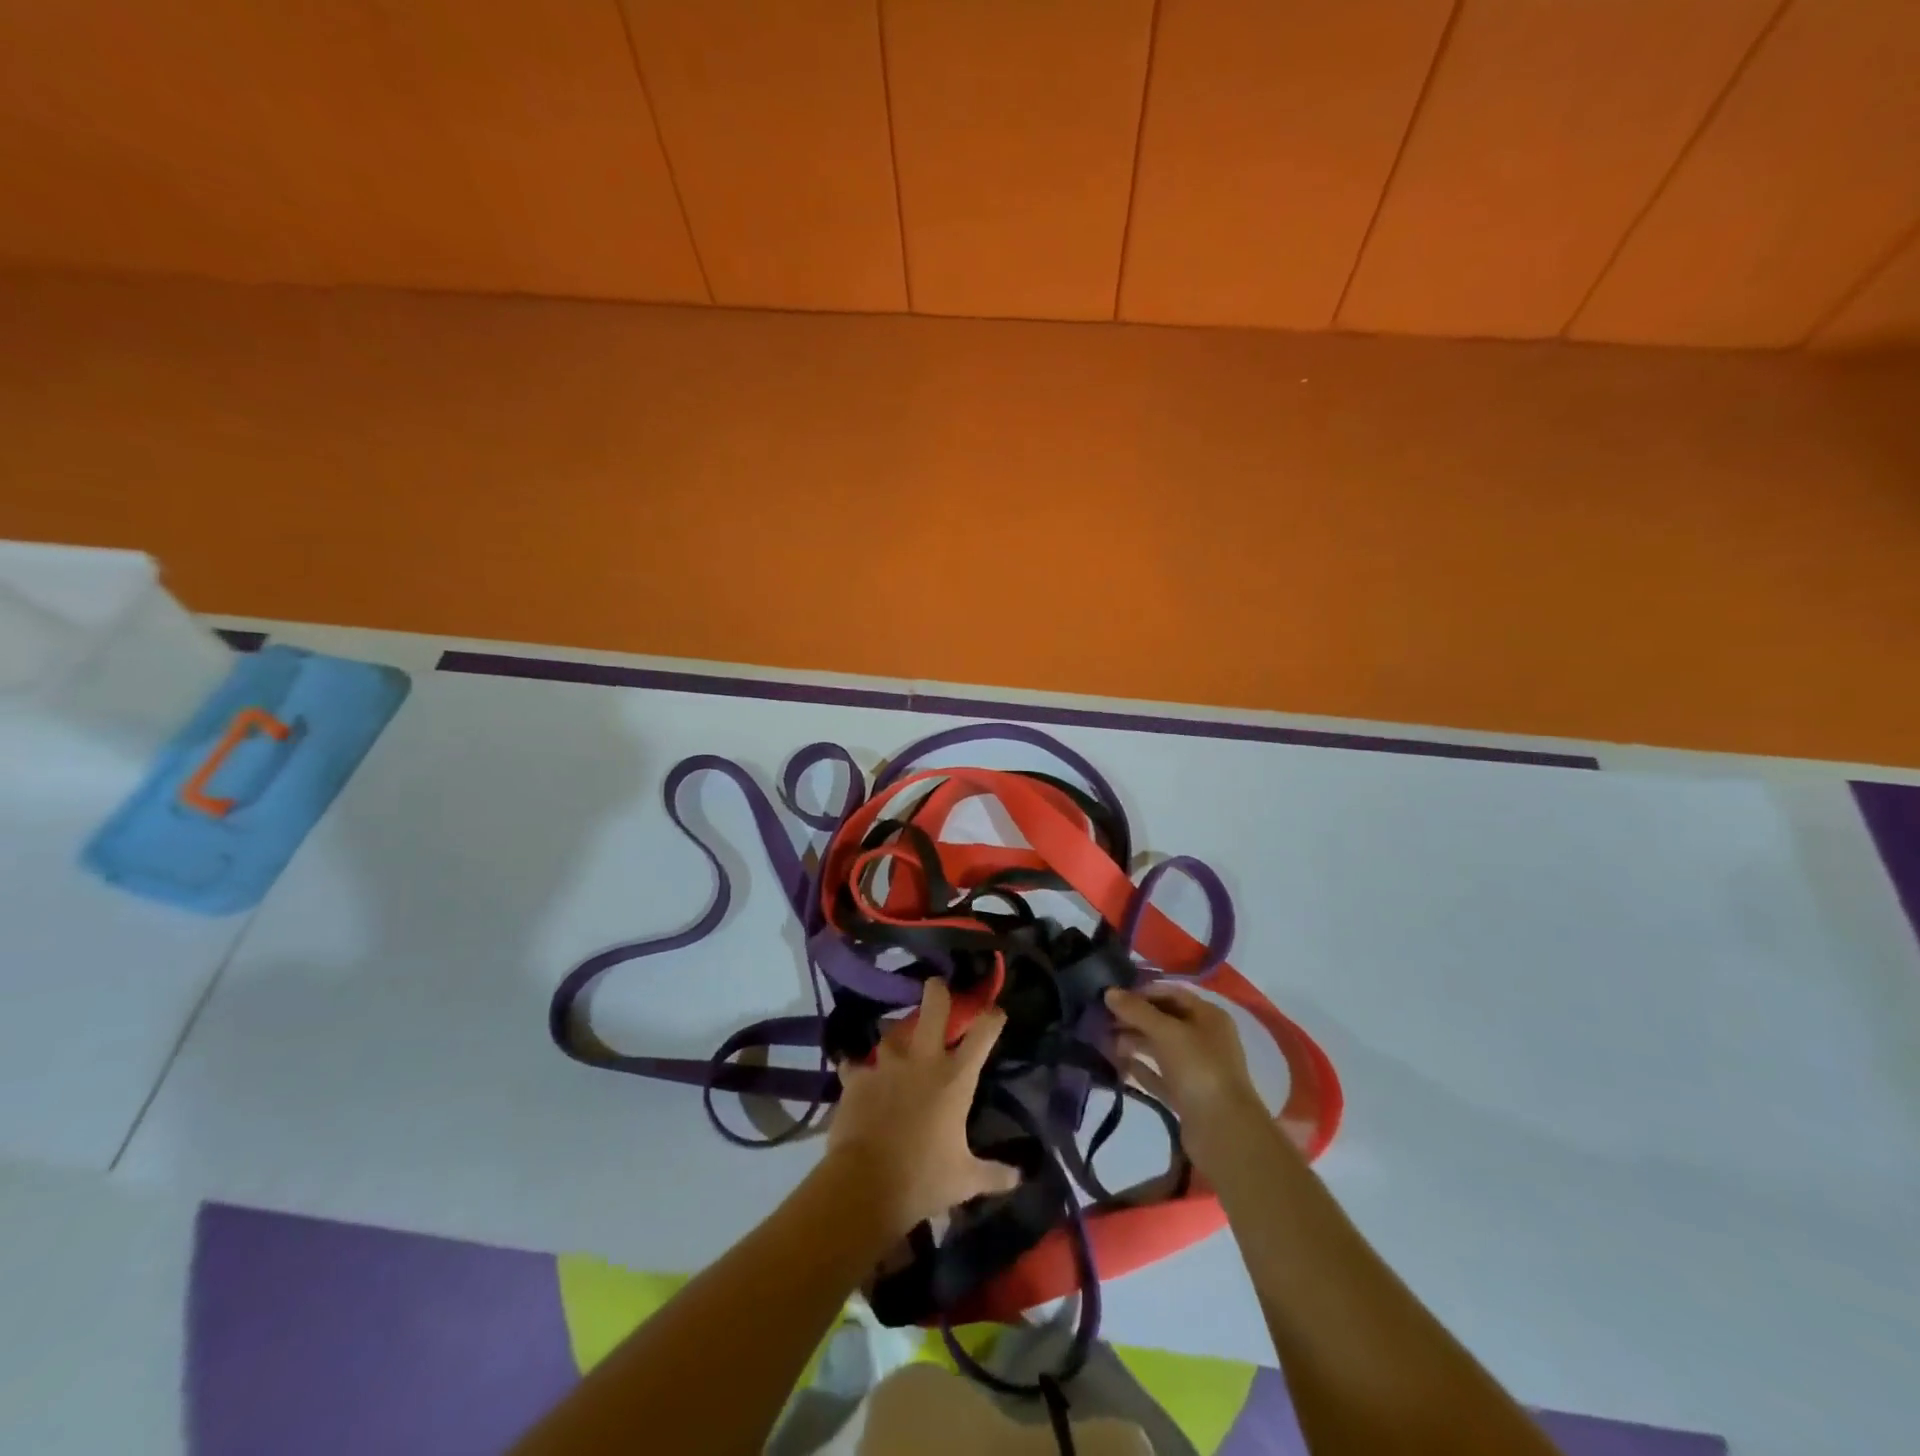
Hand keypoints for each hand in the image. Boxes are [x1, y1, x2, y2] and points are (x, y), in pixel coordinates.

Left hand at [826, 979, 1019, 1238]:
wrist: (867, 1185)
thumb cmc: (924, 1179)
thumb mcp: (965, 1180)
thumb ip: (994, 1174)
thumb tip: (1019, 1178)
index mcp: (955, 1078)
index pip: (982, 1034)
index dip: (992, 1018)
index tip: (996, 1013)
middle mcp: (923, 1061)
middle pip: (933, 1007)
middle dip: (938, 992)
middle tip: (937, 986)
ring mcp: (887, 1065)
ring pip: (891, 1032)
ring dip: (896, 1035)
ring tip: (897, 1041)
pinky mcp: (857, 1079)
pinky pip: (854, 1065)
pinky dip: (856, 1069)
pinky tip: (855, 1072)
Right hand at [1106, 983, 1277, 1177]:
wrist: (1224, 1132)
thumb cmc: (1198, 1069)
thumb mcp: (1166, 1032)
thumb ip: (1136, 1010)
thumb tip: (1108, 992)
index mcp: (1208, 1016)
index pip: (1170, 994)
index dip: (1141, 992)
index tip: (1112, 997)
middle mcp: (1204, 1038)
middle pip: (1163, 1020)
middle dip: (1133, 1018)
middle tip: (1101, 1020)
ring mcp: (1196, 1069)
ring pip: (1159, 1048)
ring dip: (1133, 1042)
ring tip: (1103, 1041)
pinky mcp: (1186, 1095)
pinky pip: (1159, 1075)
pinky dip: (1140, 1068)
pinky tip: (1118, 1065)